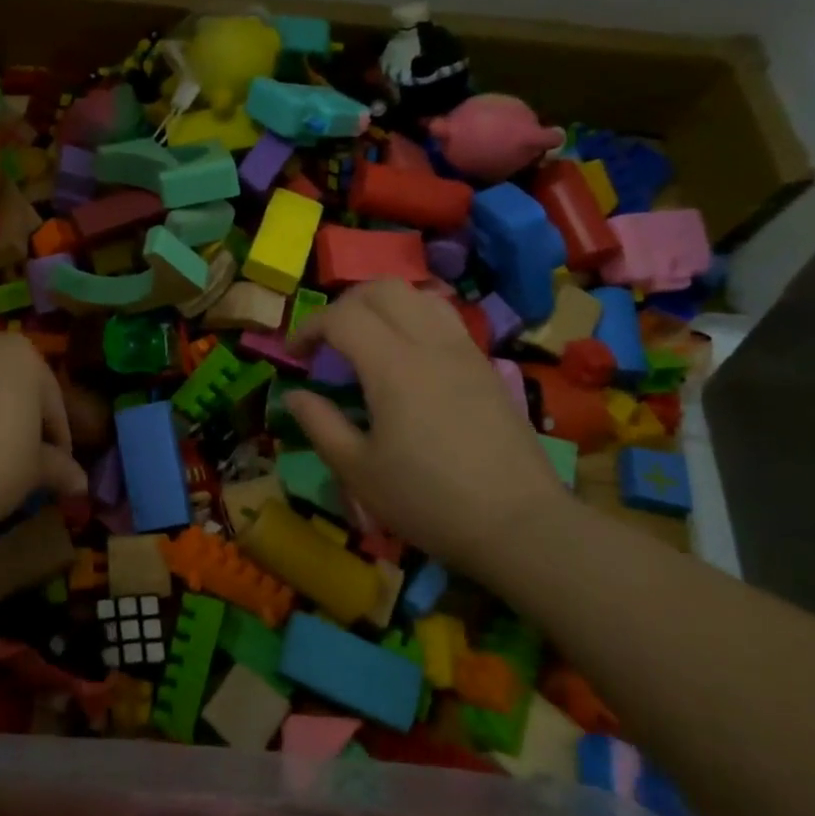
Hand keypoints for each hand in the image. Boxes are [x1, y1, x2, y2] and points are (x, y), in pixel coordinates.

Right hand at [286, 280, 569, 576]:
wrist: (520, 525)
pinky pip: (444, 319)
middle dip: (344, 305)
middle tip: (327, 340)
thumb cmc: (428, 501)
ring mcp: (464, 352)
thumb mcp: (358, 471)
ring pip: (418, 296)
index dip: (309, 327)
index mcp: (393, 366)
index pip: (342, 317)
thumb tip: (293, 395)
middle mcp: (430, 344)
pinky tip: (406, 359)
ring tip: (367, 341)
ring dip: (382, 306)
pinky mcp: (485, 367)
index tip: (294, 356)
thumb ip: (320, 424)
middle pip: (382, 290)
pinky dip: (413, 320)